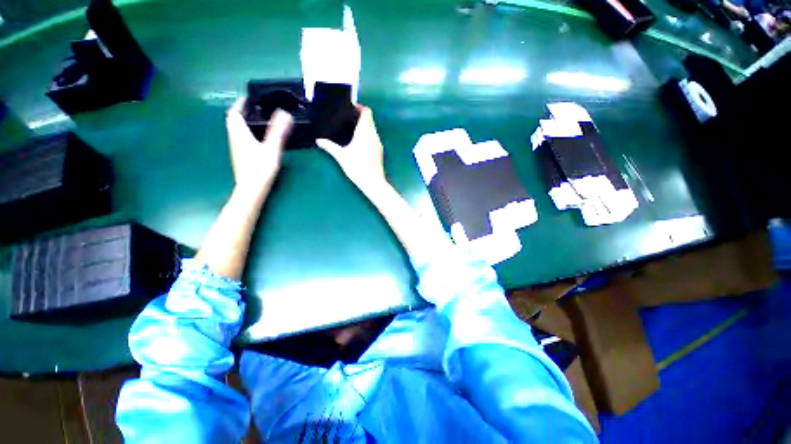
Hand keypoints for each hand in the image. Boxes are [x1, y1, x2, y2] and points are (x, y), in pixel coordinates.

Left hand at [226, 97, 292, 193]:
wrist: (251, 189)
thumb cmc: (260, 168)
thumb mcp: (271, 148)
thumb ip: (278, 131)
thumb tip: (285, 113)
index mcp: (239, 133)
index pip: (235, 112)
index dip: (241, 103)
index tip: (250, 98)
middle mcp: (235, 138)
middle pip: (234, 120)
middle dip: (242, 112)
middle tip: (255, 108)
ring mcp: (237, 148)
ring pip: (237, 130)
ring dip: (245, 122)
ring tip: (258, 120)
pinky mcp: (241, 156)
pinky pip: (241, 138)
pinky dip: (247, 133)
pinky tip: (258, 137)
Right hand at [316, 106, 386, 192]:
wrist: (373, 182)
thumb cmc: (357, 168)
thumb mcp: (341, 156)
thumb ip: (330, 147)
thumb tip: (319, 141)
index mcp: (364, 132)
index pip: (366, 112)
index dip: (360, 107)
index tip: (351, 108)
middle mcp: (373, 135)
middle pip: (370, 119)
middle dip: (360, 116)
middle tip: (348, 118)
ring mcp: (378, 143)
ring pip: (373, 128)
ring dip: (364, 125)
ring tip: (352, 128)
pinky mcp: (379, 150)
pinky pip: (374, 136)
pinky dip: (368, 134)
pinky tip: (359, 141)